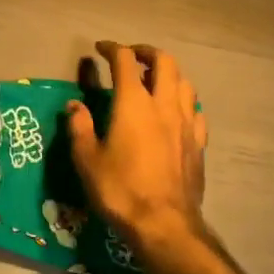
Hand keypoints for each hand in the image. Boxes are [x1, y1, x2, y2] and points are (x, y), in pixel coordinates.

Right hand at [67, 42, 208, 253]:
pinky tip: (176, 112)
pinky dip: (183, 102)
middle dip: (146, 52)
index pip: (124, 61)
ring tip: (154, 81)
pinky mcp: (198, 144)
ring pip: (184, 83)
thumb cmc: (120, 190)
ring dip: (169, 74)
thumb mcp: (87, 160)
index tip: (100, 49)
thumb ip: (79, 127)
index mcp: (133, 103)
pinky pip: (195, 111)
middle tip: (131, 57)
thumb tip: (75, 106)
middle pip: (164, 62)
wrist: (165, 225)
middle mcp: (163, 104)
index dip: (112, 49)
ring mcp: (186, 123)